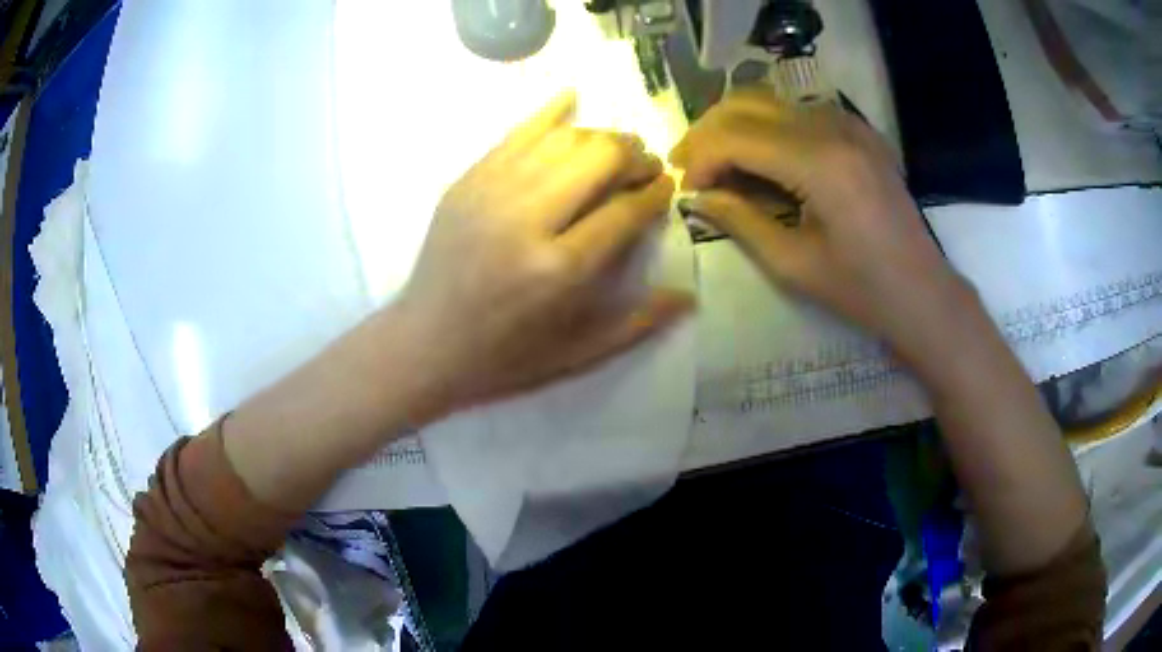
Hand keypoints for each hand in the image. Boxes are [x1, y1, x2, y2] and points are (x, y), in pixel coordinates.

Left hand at [394, 92, 692, 418]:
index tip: (667, 187)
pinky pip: (515, 132)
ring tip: (615, 148)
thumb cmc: (504, 357)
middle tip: (644, 167)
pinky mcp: (466, 181)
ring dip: (600, 136)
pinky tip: (572, 97)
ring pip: (562, 138)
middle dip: (634, 155)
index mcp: (559, 269)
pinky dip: (549, 112)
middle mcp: (527, 219)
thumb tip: (689, 295)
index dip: (655, 193)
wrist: (423, 344)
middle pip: (598, 157)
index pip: (626, 209)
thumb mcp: (576, 354)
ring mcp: (491, 193)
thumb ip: (636, 323)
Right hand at [671, 90, 969, 364]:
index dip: (701, 158)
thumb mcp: (793, 264)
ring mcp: (851, 125)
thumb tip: (698, 196)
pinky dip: (771, 126)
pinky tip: (765, 157)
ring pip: (772, 101)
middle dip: (709, 132)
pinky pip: (801, 111)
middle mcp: (834, 129)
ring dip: (737, 125)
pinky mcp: (861, 132)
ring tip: (720, 161)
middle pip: (748, 104)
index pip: (737, 136)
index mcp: (820, 164)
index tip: (688, 189)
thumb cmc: (862, 291)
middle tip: (690, 167)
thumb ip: (740, 221)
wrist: (923, 293)